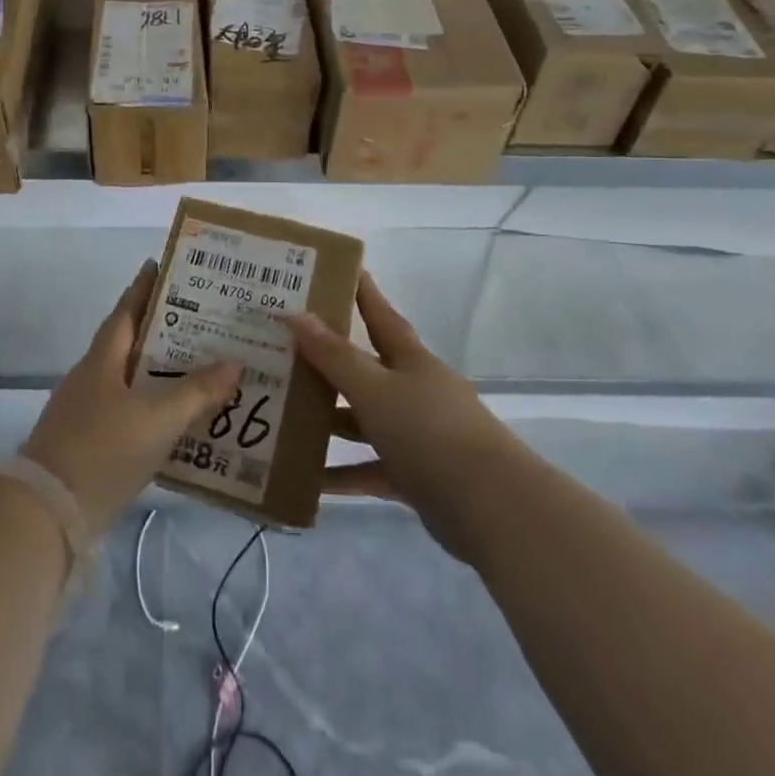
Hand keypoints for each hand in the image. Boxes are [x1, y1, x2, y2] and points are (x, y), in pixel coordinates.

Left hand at [21, 261, 239, 535]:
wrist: (47, 514)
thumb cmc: (103, 450)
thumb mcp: (158, 419)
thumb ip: (197, 392)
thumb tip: (235, 362)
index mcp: (102, 360)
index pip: (126, 311)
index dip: (144, 287)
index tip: (162, 265)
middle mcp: (91, 378)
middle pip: (128, 342)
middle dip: (161, 329)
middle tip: (201, 319)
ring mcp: (86, 411)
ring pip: (129, 378)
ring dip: (158, 370)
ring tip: (198, 366)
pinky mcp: (88, 443)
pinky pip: (127, 410)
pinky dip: (151, 405)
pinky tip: (176, 418)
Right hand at [285, 273, 510, 565]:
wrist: (491, 506)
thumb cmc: (429, 431)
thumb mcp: (375, 389)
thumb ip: (335, 356)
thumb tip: (296, 314)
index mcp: (409, 359)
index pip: (379, 313)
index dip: (359, 290)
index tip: (334, 269)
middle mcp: (413, 389)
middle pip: (365, 367)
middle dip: (327, 359)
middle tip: (283, 346)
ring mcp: (415, 433)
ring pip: (363, 418)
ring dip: (329, 418)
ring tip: (283, 411)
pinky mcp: (414, 475)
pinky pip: (369, 467)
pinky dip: (342, 473)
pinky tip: (308, 477)